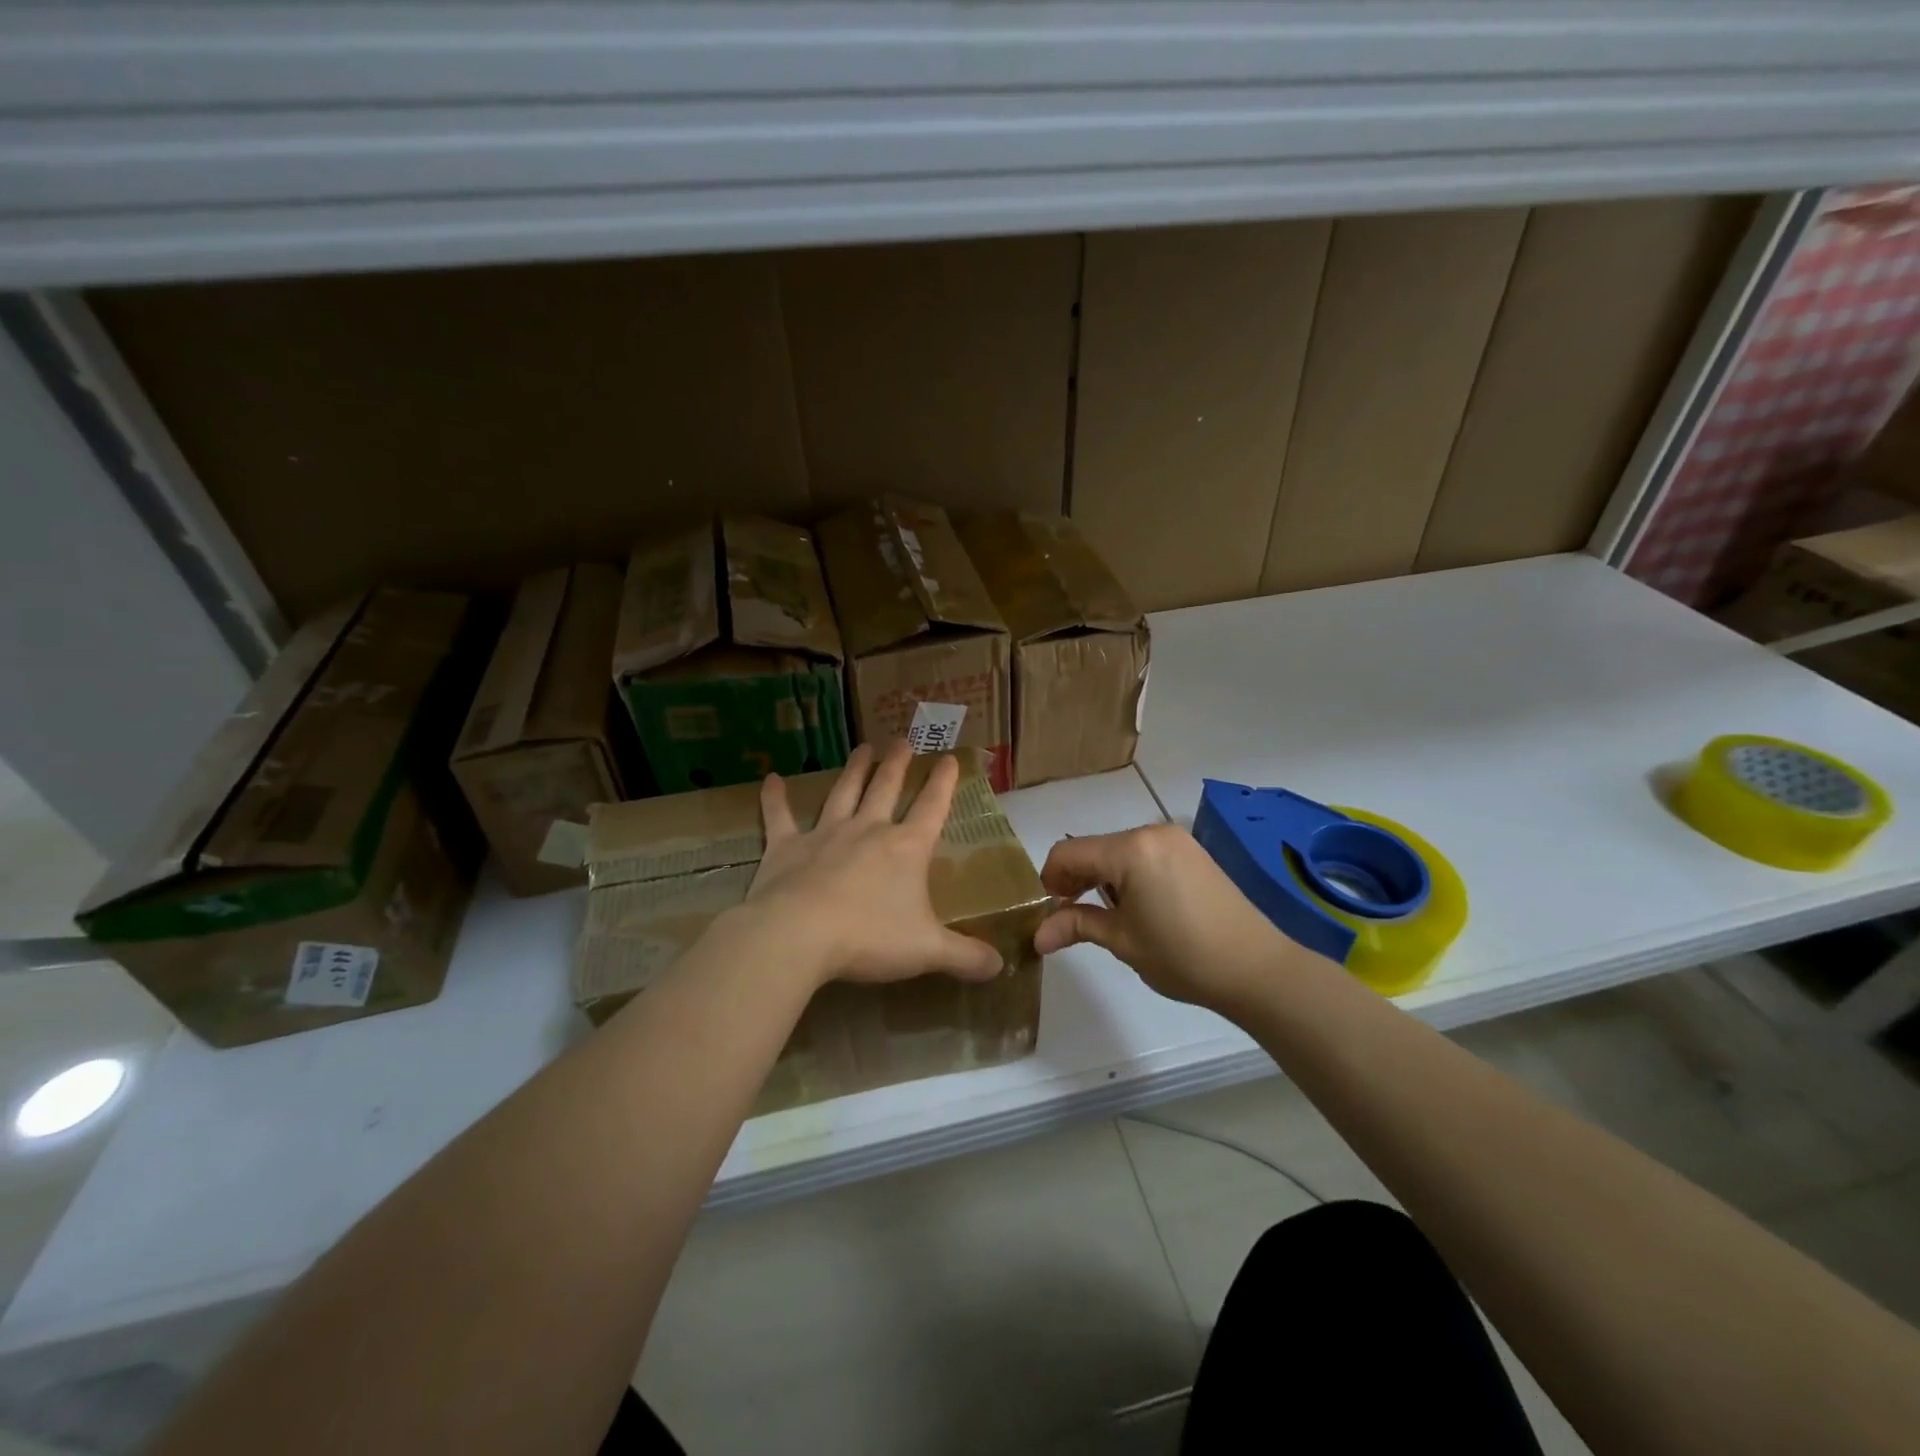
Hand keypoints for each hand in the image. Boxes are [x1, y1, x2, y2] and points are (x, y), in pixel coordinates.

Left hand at [744, 740, 1004, 988]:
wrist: (798, 935)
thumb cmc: (869, 938)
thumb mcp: (927, 951)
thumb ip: (965, 957)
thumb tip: (1001, 967)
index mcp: (905, 849)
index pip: (932, 807)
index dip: (943, 783)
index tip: (949, 758)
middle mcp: (868, 831)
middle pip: (886, 788)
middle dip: (897, 764)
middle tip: (902, 740)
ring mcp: (825, 835)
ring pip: (843, 793)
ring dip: (854, 770)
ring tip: (863, 748)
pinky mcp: (786, 848)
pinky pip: (779, 817)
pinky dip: (775, 798)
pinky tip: (771, 779)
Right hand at [1033, 824, 1310, 1012]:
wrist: (1256, 968)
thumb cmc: (1182, 956)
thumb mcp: (1122, 941)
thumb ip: (1077, 925)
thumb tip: (1037, 936)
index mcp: (1130, 849)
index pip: (1068, 852)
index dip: (1049, 880)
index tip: (1048, 911)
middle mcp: (1150, 832)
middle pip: (1094, 848)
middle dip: (1075, 879)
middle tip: (1069, 917)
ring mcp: (1175, 839)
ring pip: (1118, 850)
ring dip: (1102, 877)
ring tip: (1104, 915)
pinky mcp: (1192, 852)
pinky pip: (1144, 854)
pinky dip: (1128, 874)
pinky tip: (1136, 905)